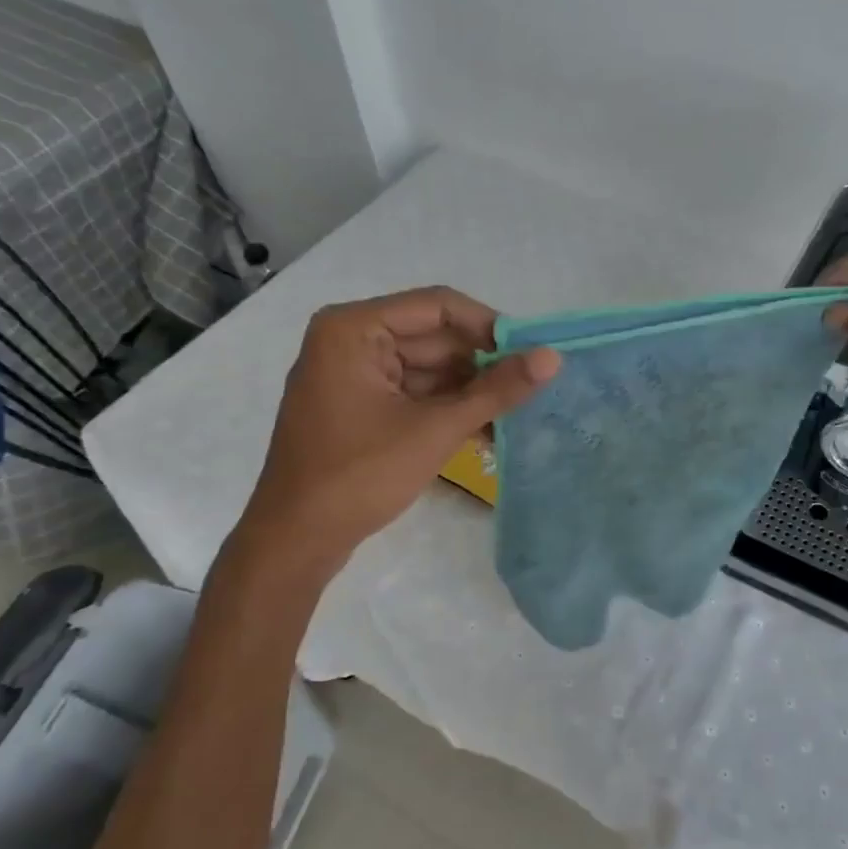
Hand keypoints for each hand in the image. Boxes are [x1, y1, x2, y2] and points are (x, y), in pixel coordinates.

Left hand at [241, 287, 558, 551]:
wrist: (295, 541)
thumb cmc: (359, 476)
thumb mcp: (435, 430)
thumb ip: (496, 391)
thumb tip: (553, 358)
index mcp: (354, 329)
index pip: (438, 307)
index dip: (490, 327)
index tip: (532, 353)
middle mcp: (351, 340)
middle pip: (435, 338)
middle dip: (483, 365)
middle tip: (534, 388)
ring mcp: (353, 374)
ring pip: (429, 368)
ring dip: (471, 390)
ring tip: (518, 412)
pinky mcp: (360, 405)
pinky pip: (415, 392)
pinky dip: (448, 408)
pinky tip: (488, 428)